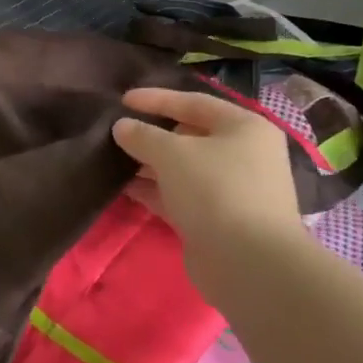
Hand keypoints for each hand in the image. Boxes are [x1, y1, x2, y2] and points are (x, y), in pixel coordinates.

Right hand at [112, 87, 307, 287]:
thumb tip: (122, 127)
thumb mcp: (172, 153)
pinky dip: (155, 190)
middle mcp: (243, 155)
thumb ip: (143, 135)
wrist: (249, 263)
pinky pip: (181, 196)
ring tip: (114, 159)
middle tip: (117, 131)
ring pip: (184, 168)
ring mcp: (232, 190)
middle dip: (153, 134)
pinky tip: (124, 188)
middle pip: (190, 135)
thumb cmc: (215, 190)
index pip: (194, 103)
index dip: (157, 98)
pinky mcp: (218, 220)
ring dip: (150, 164)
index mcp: (243, 127)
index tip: (122, 99)